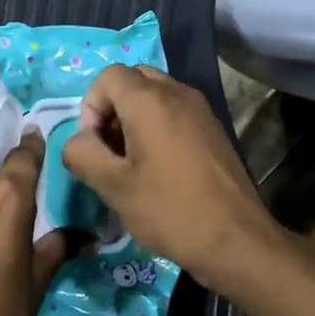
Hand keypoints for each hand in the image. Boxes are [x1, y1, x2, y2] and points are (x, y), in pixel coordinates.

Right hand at [60, 66, 277, 292]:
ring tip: (131, 164)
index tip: (94, 146)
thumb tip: (79, 140)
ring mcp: (201, 110)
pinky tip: (158, 170)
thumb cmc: (169, 210)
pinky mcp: (213, 130)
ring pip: (155, 96)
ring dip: (134, 119)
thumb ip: (82, 154)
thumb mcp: (112, 187)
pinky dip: (157, 128)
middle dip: (112, 108)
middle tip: (109, 150)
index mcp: (150, 100)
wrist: (235, 239)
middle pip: (133, 80)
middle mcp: (178, 93)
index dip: (90, 106)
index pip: (108, 76)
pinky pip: (175, 112)